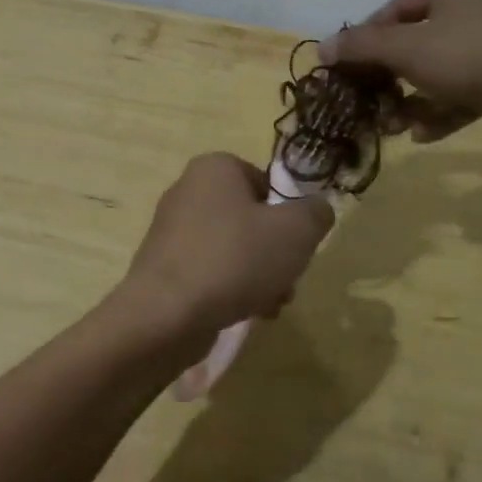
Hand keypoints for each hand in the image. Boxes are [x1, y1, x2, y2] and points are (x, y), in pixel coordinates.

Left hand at [119, 154, 333, 345]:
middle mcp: (188, 190)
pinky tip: (246, 313)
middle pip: (250, 219)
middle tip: (287, 278)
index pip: (265, 181)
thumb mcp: (296, 231)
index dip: (287, 214)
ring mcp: (172, 230)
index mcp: (214, 168)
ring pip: (233, 248)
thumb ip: (316, 214)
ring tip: (271, 304)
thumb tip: (317, 210)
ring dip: (259, 275)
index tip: (295, 243)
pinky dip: (230, 288)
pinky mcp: (164, 266)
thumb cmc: (235, 259)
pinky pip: (210, 270)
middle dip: (275, 252)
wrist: (166, 313)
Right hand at [319, 0, 481, 138]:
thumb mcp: (409, 49)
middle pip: (415, 44)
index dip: (364, 39)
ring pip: (439, 73)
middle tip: (370, 106)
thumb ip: (363, 47)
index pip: (393, 10)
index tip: (346, 70)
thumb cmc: (475, 55)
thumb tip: (321, 47)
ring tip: (394, 128)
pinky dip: (443, 111)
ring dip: (412, 101)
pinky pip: (466, 92)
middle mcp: (472, 11)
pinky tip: (425, 136)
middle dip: (388, 79)